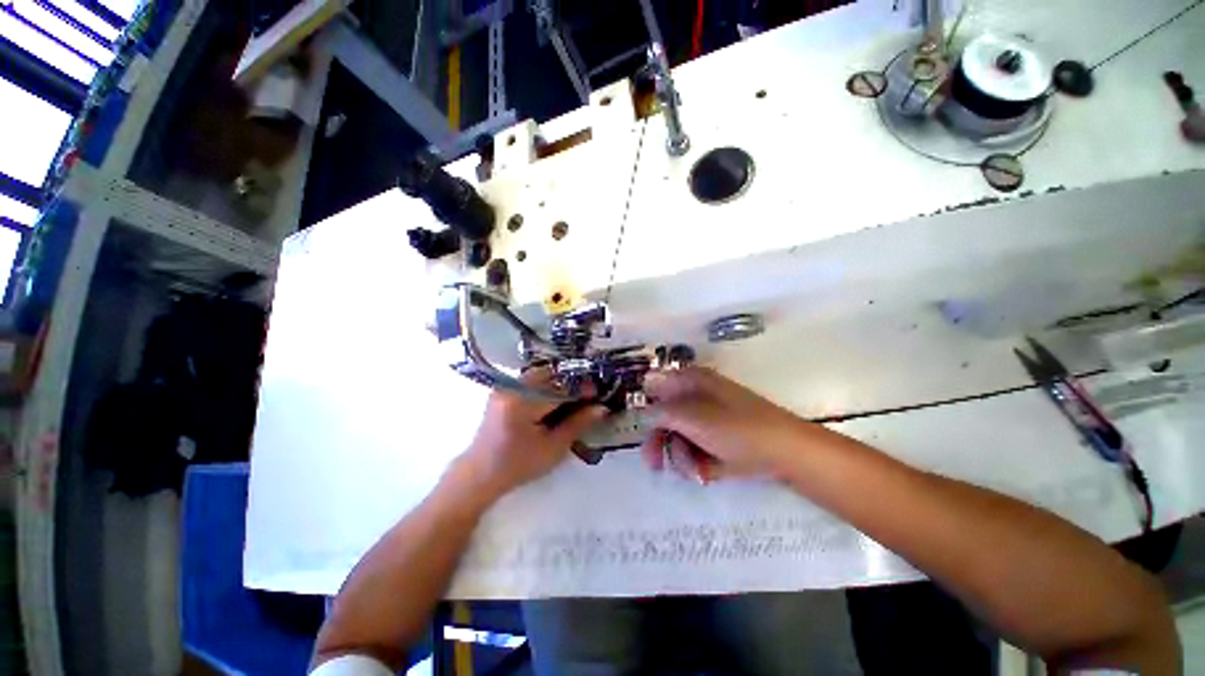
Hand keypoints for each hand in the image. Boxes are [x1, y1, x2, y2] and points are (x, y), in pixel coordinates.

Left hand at [463, 370, 608, 495]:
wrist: (480, 473)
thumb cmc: (519, 465)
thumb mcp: (553, 448)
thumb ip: (578, 424)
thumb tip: (601, 408)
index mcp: (522, 401)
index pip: (560, 389)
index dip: (582, 390)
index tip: (599, 394)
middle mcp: (512, 387)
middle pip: (551, 375)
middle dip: (571, 383)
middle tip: (588, 396)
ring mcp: (506, 387)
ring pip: (542, 375)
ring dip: (560, 383)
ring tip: (574, 398)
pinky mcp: (504, 391)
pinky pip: (532, 381)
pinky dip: (548, 386)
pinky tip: (556, 399)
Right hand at [640, 367, 811, 481]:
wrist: (786, 453)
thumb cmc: (736, 428)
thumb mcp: (693, 418)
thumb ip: (661, 413)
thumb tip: (641, 410)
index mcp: (691, 382)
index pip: (656, 387)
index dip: (646, 407)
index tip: (641, 429)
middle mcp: (698, 397)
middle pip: (666, 416)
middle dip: (660, 441)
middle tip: (654, 464)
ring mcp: (709, 419)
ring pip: (680, 436)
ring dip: (681, 457)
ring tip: (695, 471)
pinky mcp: (719, 439)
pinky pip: (697, 449)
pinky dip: (697, 462)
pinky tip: (706, 473)